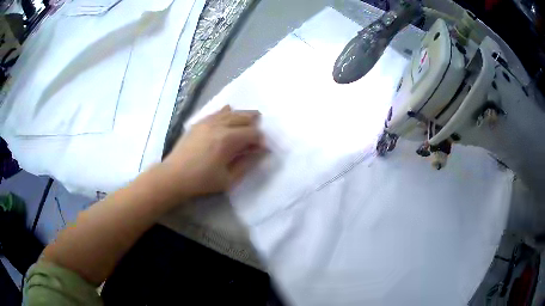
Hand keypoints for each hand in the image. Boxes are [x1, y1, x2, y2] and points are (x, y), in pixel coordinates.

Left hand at [163, 105, 265, 197]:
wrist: (174, 175)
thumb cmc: (202, 180)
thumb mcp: (228, 179)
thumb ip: (246, 164)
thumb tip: (259, 152)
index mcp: (227, 140)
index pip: (252, 133)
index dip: (260, 140)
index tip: (263, 148)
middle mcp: (219, 125)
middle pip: (243, 117)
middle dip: (255, 123)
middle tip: (259, 131)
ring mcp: (208, 121)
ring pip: (231, 112)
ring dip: (243, 115)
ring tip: (251, 118)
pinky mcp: (199, 122)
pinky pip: (217, 112)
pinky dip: (226, 111)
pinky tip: (230, 111)